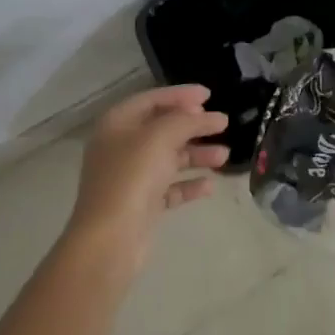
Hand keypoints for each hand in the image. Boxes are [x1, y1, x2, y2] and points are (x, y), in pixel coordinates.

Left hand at [69, 85, 229, 270]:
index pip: (151, 99)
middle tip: (221, 124)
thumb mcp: (160, 137)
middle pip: (162, 128)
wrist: (110, 239)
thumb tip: (210, 115)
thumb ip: (187, 121)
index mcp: (117, 124)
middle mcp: (121, 147)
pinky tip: (210, 186)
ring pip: (169, 158)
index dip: (180, 94)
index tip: (209, 95)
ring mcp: (131, 177)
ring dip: (197, 155)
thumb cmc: (132, 177)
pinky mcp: (142, 204)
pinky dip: (189, 184)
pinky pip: (170, 188)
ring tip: (224, 156)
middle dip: (193, 126)